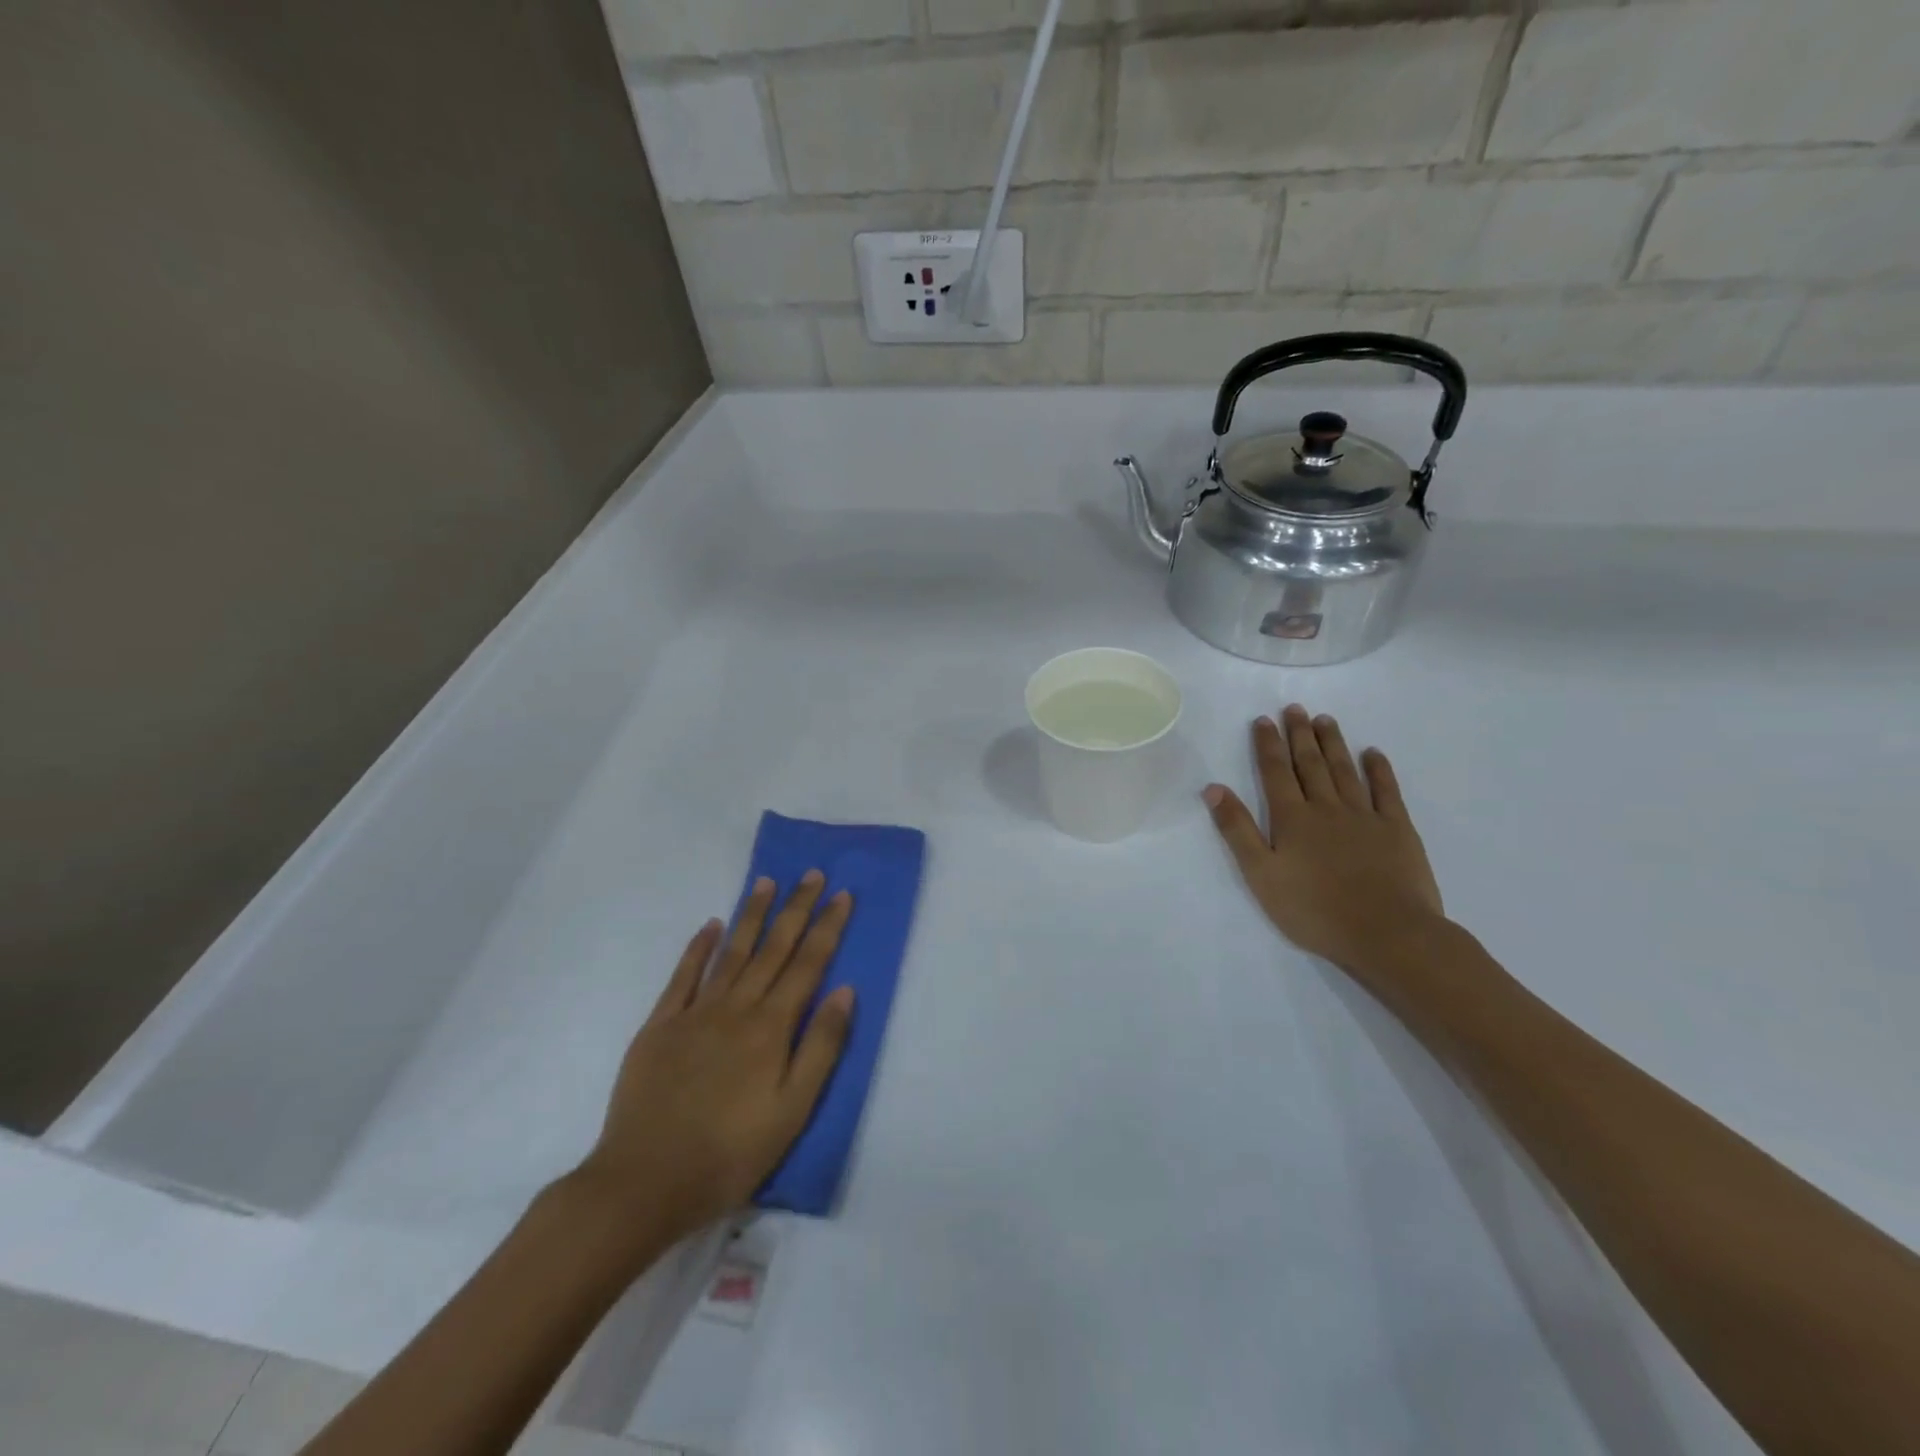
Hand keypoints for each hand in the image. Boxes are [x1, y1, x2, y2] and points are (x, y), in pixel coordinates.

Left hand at [571, 874, 853, 1253]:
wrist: (644, 1182)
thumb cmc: (730, 1153)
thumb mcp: (792, 1110)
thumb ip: (821, 1047)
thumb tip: (845, 990)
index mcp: (771, 1027)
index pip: (808, 964)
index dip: (827, 927)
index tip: (841, 894)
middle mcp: (736, 1008)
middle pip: (773, 948)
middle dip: (796, 908)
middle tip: (811, 873)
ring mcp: (695, 1013)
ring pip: (731, 952)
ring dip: (752, 915)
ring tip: (767, 883)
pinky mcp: (660, 1026)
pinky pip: (683, 976)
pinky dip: (698, 948)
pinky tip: (710, 926)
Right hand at [1203, 705, 1443, 972]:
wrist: (1386, 933)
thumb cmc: (1314, 909)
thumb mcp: (1260, 874)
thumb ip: (1237, 830)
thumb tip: (1213, 788)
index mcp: (1292, 818)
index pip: (1275, 772)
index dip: (1267, 744)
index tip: (1263, 720)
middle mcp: (1326, 807)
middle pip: (1310, 764)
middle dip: (1299, 734)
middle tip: (1295, 708)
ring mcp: (1365, 816)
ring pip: (1345, 770)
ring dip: (1333, 743)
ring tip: (1325, 719)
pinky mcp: (1397, 830)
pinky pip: (1387, 791)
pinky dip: (1379, 770)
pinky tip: (1373, 754)